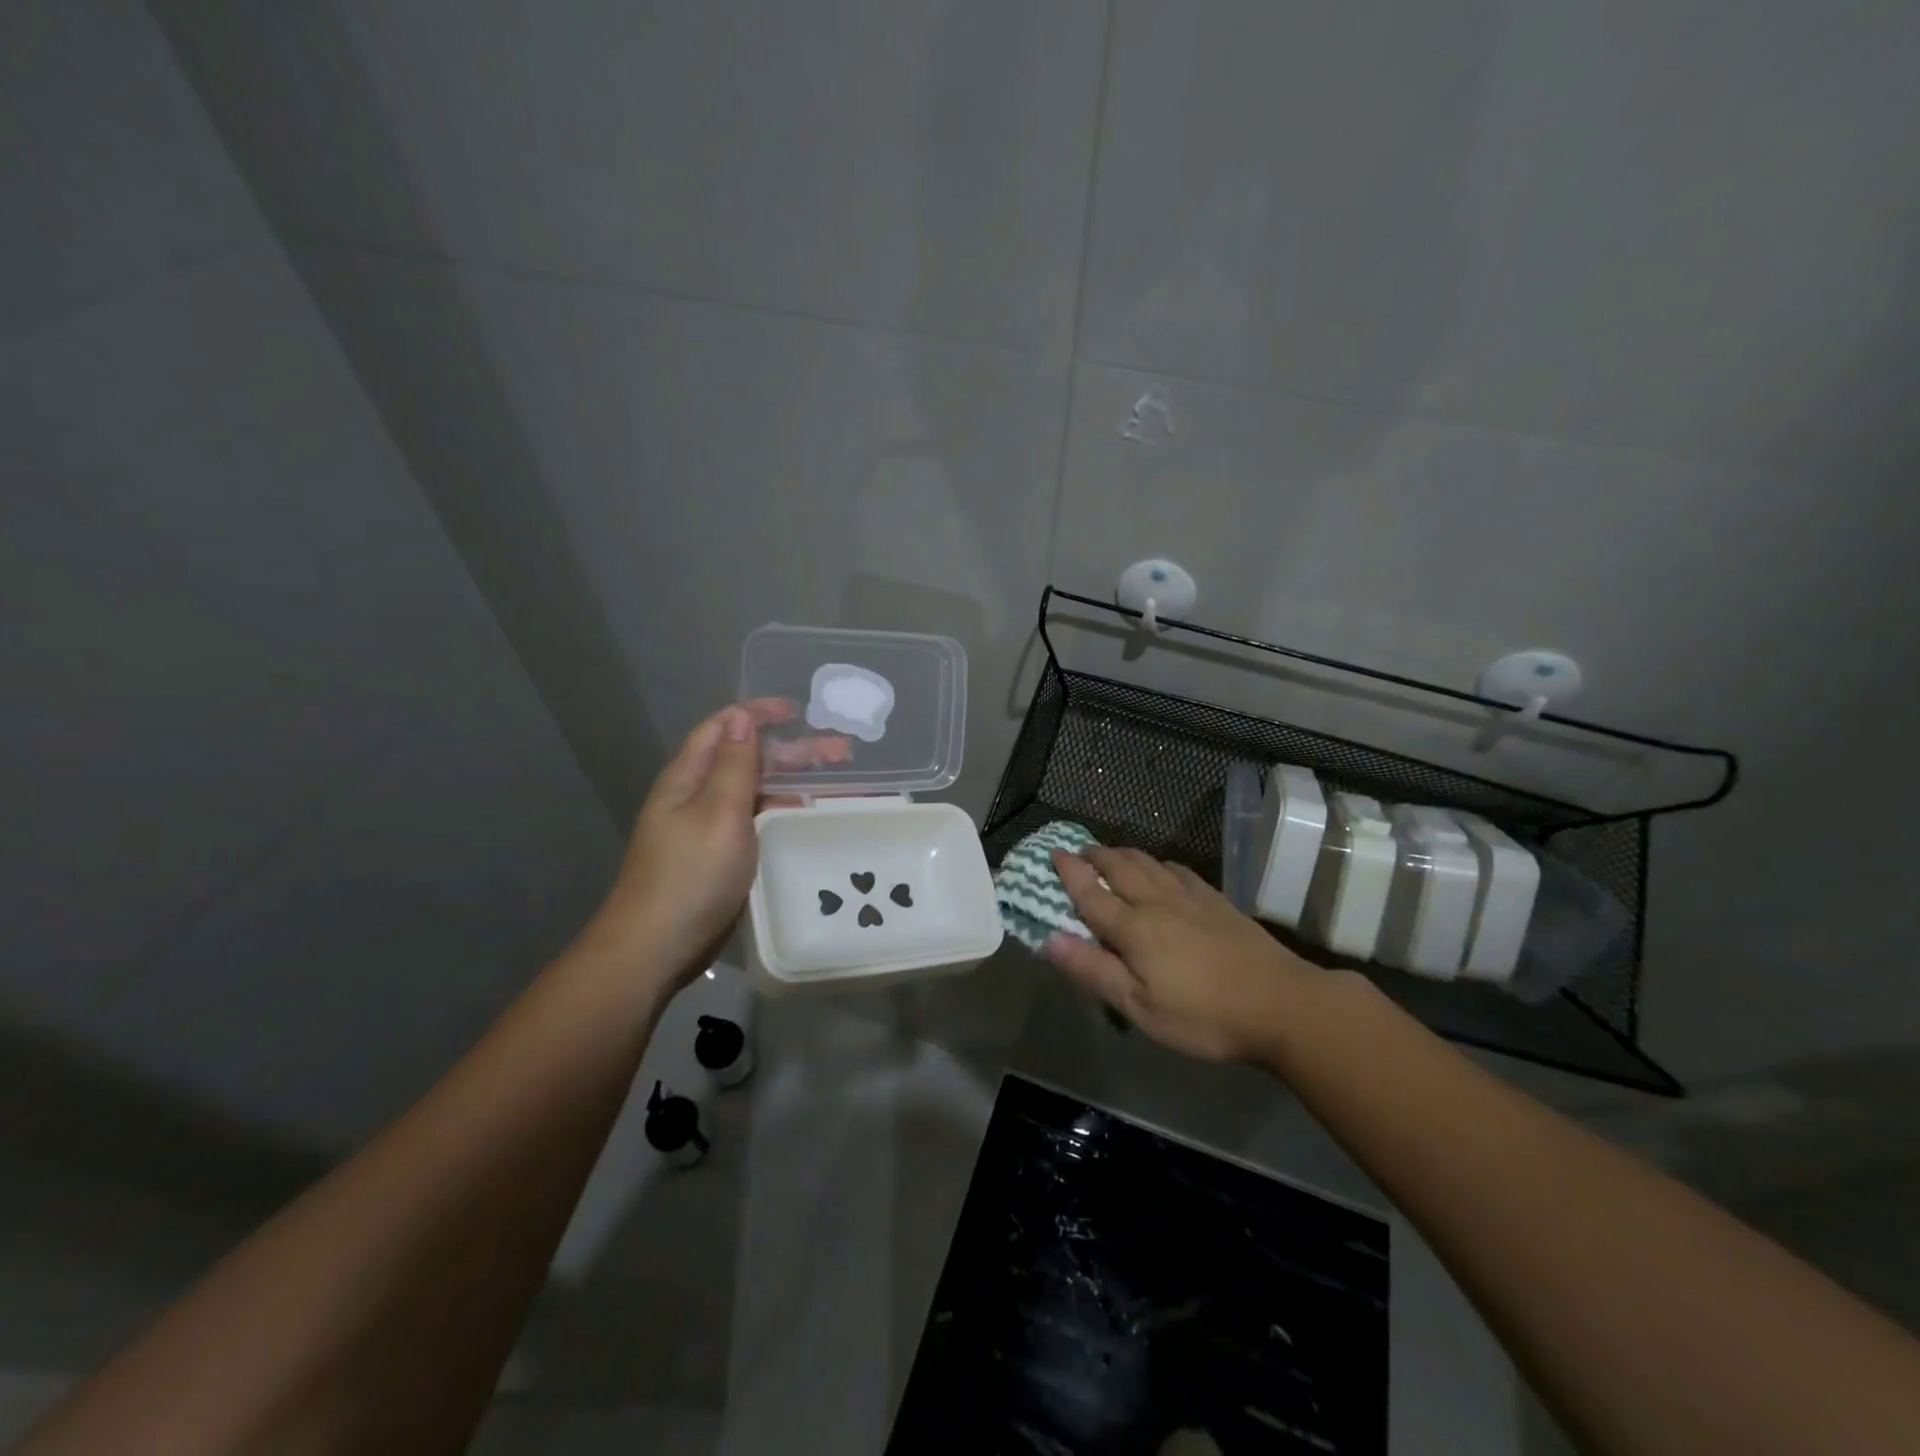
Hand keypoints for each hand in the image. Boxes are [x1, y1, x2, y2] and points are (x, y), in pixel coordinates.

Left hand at [584, 700, 851, 989]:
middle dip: (792, 751)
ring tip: (838, 784)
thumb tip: (741, 717)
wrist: (656, 948)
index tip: (798, 712)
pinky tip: (807, 818)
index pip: (723, 728)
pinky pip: (756, 822)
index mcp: (689, 778)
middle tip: (842, 751)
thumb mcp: (718, 813)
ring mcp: (707, 828)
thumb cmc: (690, 875)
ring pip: (755, 792)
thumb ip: (735, 765)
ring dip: (793, 782)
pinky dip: (783, 812)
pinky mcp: (719, 857)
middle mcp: (697, 796)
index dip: (758, 714)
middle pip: (747, 760)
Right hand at [1045, 847, 1325, 1063]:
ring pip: (1149, 863)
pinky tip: (1163, 868)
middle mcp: (1157, 902)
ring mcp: (1191, 898)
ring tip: (1113, 853)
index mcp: (1134, 928)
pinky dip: (1160, 863)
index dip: (1070, 873)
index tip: (1054, 852)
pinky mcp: (1218, 902)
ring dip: (1125, 854)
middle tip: (1080, 850)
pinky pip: (1180, 870)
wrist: (1281, 1004)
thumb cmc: (1203, 1016)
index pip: (1092, 894)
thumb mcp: (1140, 1007)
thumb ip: (1094, 971)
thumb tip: (1049, 940)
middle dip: (1096, 856)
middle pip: (1120, 869)